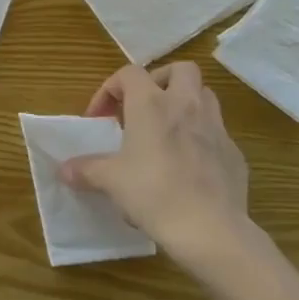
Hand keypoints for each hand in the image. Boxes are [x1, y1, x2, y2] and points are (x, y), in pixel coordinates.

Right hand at [61, 63, 257, 279]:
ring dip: (185, 104)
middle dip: (160, 81)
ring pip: (205, 97)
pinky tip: (188, 166)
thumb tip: (64, 171)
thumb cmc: (153, 193)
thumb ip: (86, 170)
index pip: (129, 73)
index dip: (110, 89)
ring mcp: (216, 128)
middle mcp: (186, 105)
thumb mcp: (110, 181)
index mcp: (152, 104)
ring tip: (167, 131)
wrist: (210, 230)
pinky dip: (201, 139)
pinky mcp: (234, 154)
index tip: (100, 118)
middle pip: (180, 70)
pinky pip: (217, 134)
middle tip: (143, 108)